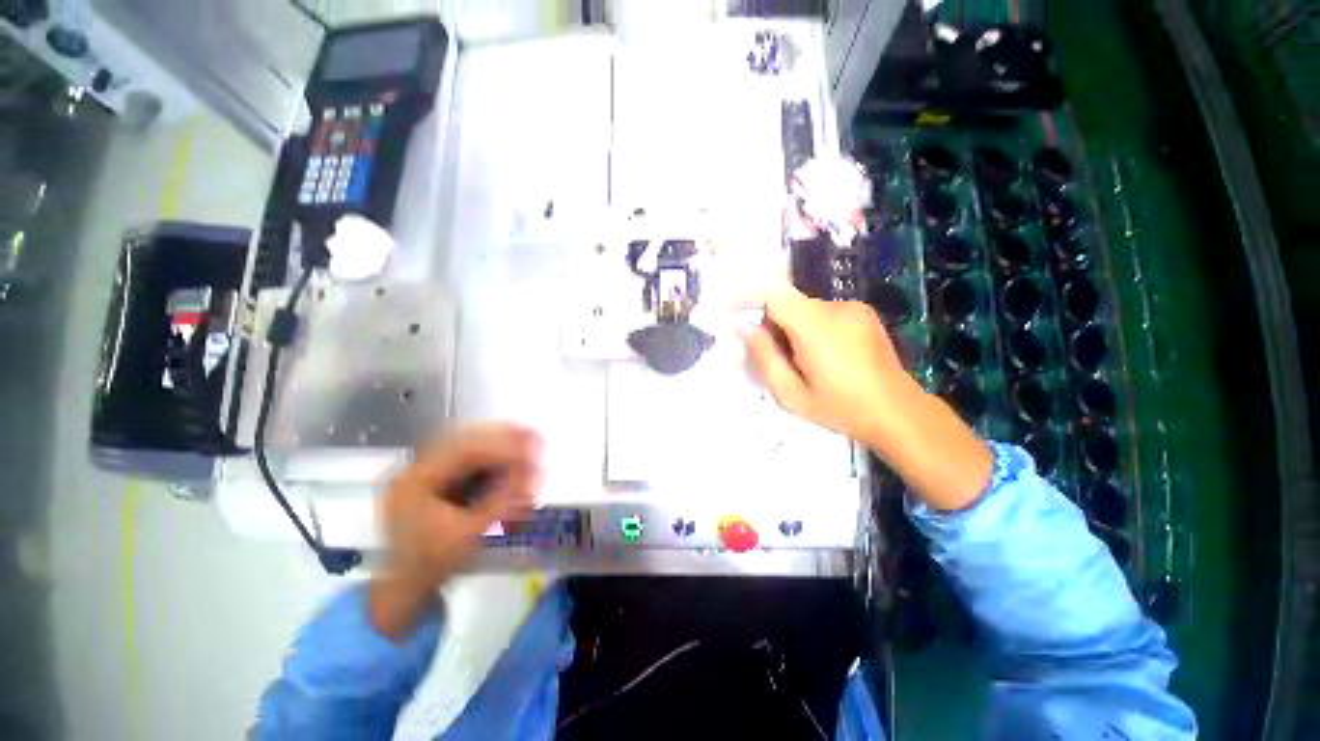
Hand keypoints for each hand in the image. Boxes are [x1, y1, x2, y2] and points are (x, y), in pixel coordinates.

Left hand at [370, 424, 543, 638]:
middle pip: (465, 441)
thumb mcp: (471, 534)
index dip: (502, 447)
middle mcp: (417, 468)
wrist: (405, 586)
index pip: (464, 452)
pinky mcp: (435, 479)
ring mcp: (424, 472)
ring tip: (529, 440)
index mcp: (416, 480)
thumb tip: (537, 474)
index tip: (532, 448)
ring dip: (499, 443)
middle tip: (534, 435)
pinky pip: (466, 459)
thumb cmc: (433, 563)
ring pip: (466, 446)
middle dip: (503, 437)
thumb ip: (504, 502)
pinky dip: (491, 455)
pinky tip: (511, 456)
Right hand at [737, 283, 910, 445]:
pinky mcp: (862, 314)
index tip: (724, 309)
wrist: (899, 413)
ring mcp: (852, 308)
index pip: (772, 293)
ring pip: (803, 310)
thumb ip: (763, 357)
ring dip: (788, 329)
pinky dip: (808, 329)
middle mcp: (835, 308)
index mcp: (816, 327)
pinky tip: (820, 358)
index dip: (743, 296)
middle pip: (786, 303)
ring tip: (797, 363)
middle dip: (768, 323)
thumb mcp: (791, 393)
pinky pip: (821, 314)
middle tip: (764, 356)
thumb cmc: (840, 409)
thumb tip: (743, 326)